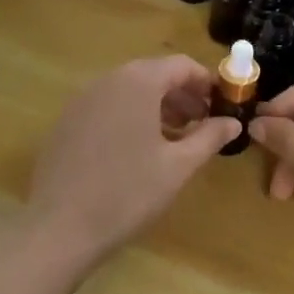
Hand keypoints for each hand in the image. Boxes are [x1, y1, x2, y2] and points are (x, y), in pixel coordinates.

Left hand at [19, 55, 237, 271]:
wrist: (59, 228)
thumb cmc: (128, 192)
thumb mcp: (178, 166)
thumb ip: (209, 137)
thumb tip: (234, 122)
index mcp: (138, 82)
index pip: (181, 65)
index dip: (206, 82)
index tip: (223, 105)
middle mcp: (108, 80)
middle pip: (154, 74)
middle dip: (182, 95)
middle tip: (202, 124)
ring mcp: (82, 100)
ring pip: (129, 91)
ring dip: (157, 106)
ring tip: (175, 138)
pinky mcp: (66, 122)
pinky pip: (107, 107)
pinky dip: (130, 117)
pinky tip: (138, 150)